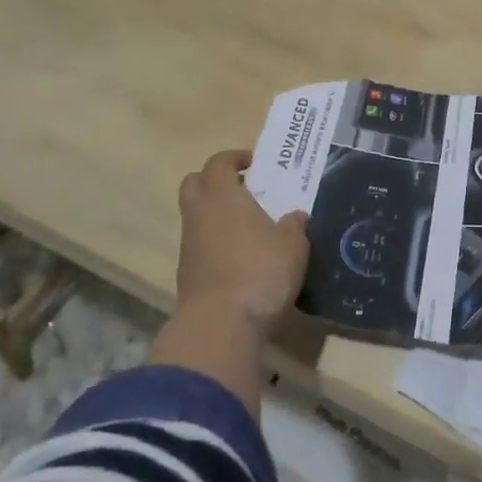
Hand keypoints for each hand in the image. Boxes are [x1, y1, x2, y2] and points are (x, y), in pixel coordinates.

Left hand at [176, 149, 310, 329]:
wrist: (221, 324)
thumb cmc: (260, 270)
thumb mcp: (293, 245)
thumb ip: (294, 225)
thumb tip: (295, 216)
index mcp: (222, 196)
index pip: (218, 162)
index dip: (234, 158)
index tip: (253, 164)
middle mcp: (199, 214)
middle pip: (194, 183)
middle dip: (215, 181)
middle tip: (243, 189)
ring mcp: (188, 245)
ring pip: (195, 216)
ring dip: (215, 215)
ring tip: (248, 227)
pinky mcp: (186, 274)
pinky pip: (199, 245)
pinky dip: (214, 243)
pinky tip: (240, 258)